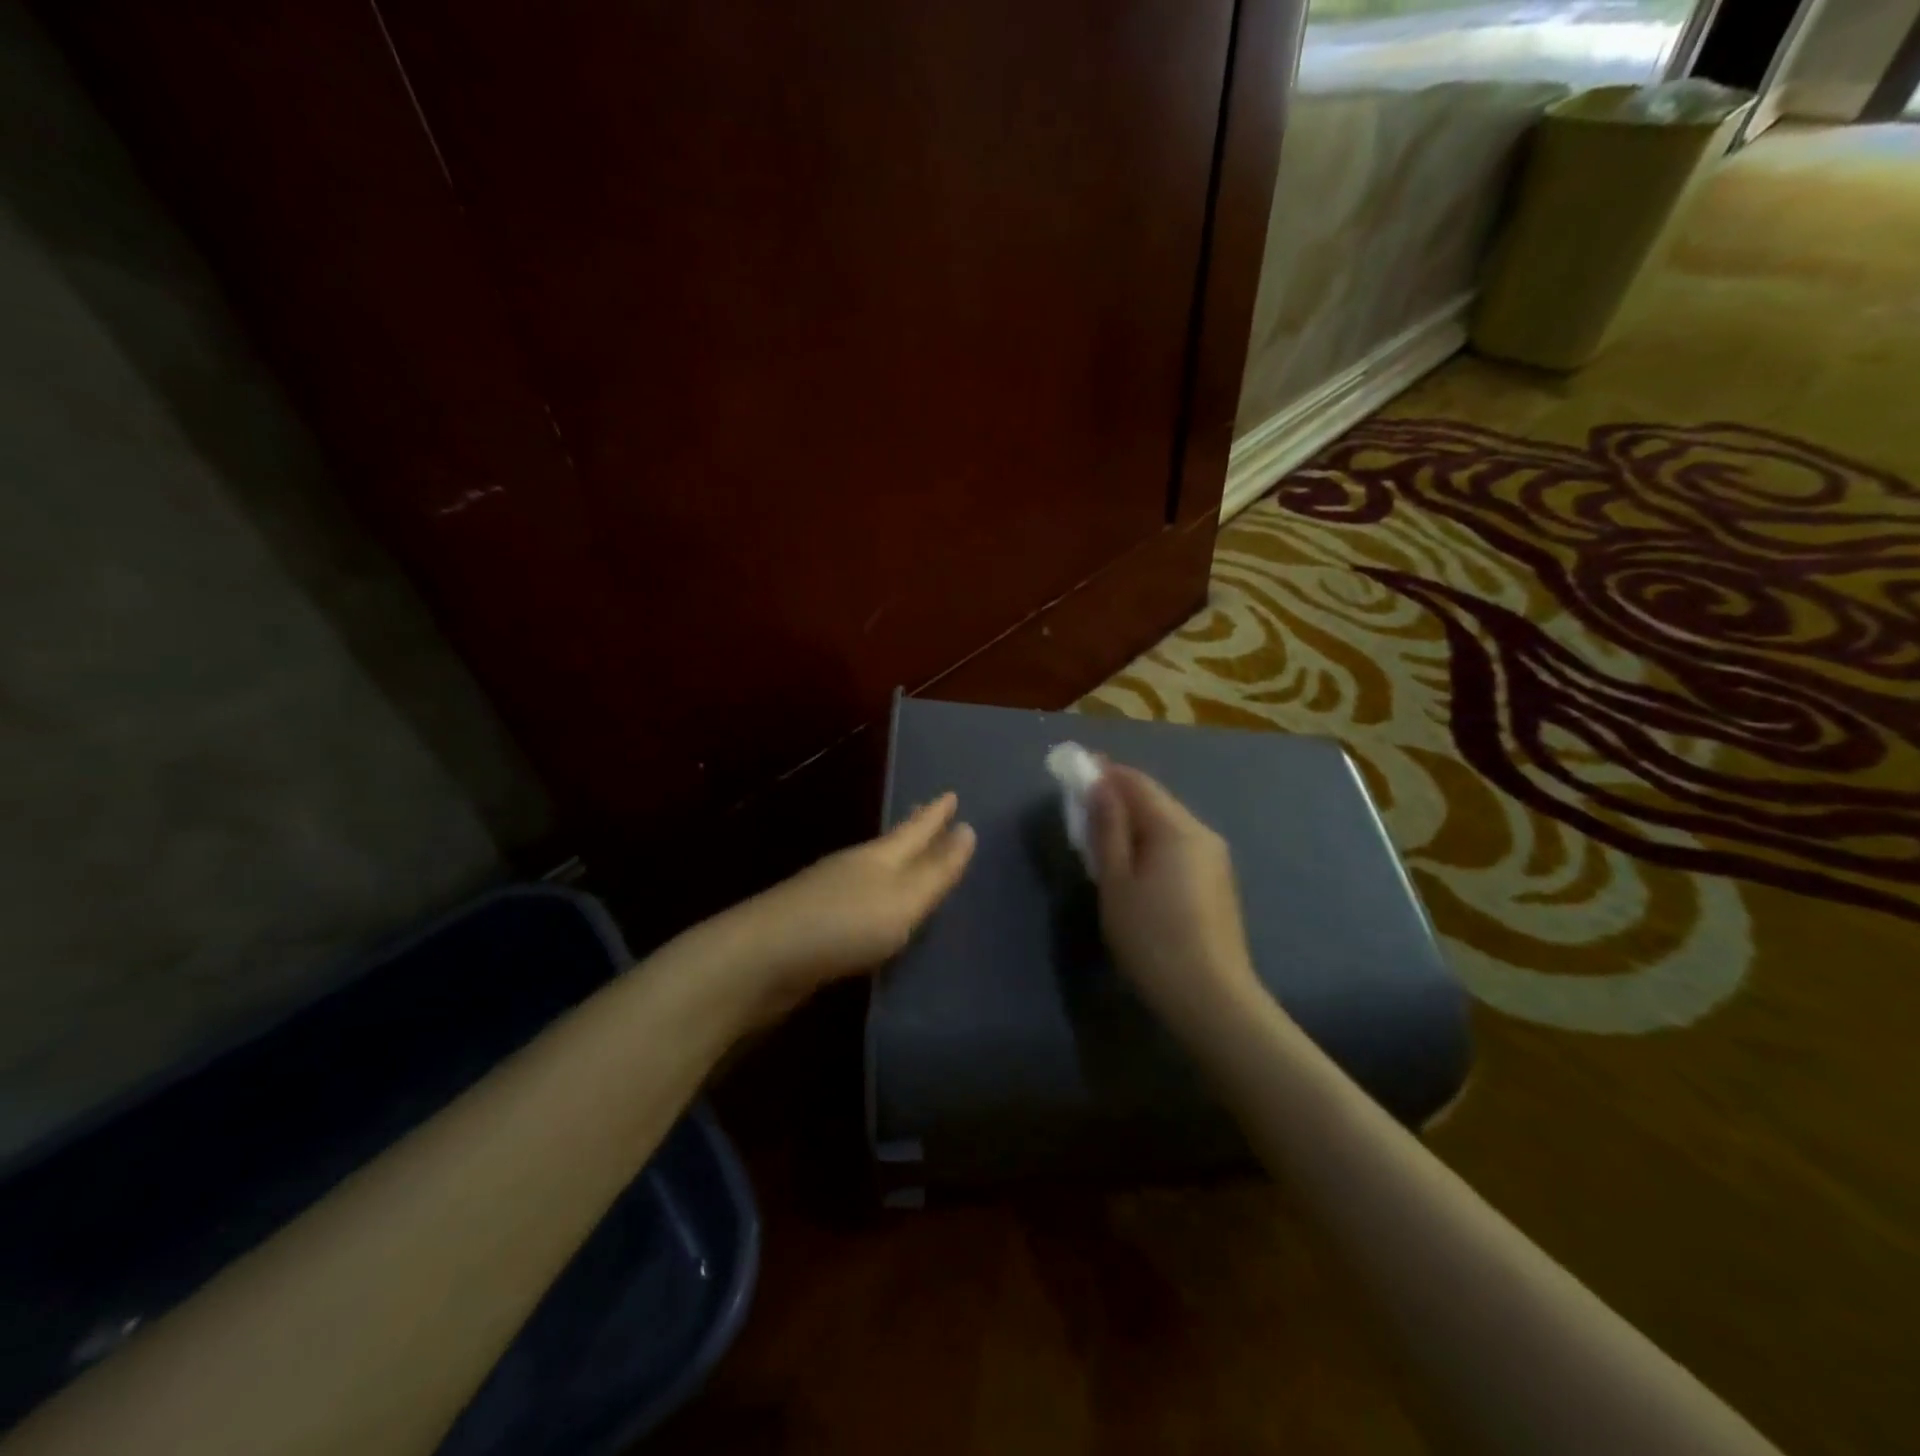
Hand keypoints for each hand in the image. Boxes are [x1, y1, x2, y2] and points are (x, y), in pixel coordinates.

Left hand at [734, 793, 975, 1016]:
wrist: (762, 959)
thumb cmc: (844, 925)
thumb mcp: (903, 900)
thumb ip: (936, 871)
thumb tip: (968, 829)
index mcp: (878, 856)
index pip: (915, 828)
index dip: (935, 814)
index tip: (951, 794)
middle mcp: (853, 866)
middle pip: (891, 842)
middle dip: (914, 829)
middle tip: (931, 812)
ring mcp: (828, 892)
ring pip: (872, 869)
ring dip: (895, 861)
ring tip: (909, 860)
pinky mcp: (812, 922)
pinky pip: (857, 898)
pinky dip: (874, 894)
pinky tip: (873, 907)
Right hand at [1088, 764, 1263, 1034]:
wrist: (1210, 997)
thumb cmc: (1152, 938)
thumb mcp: (1116, 882)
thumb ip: (1107, 829)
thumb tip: (1098, 786)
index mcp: (1176, 828)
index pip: (1137, 783)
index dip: (1104, 772)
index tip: (1074, 769)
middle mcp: (1202, 832)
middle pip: (1155, 801)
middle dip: (1118, 797)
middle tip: (1082, 806)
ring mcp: (1215, 857)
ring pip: (1167, 824)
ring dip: (1134, 821)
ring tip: (1102, 836)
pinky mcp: (1218, 881)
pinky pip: (1179, 845)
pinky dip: (1152, 842)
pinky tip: (1135, 864)